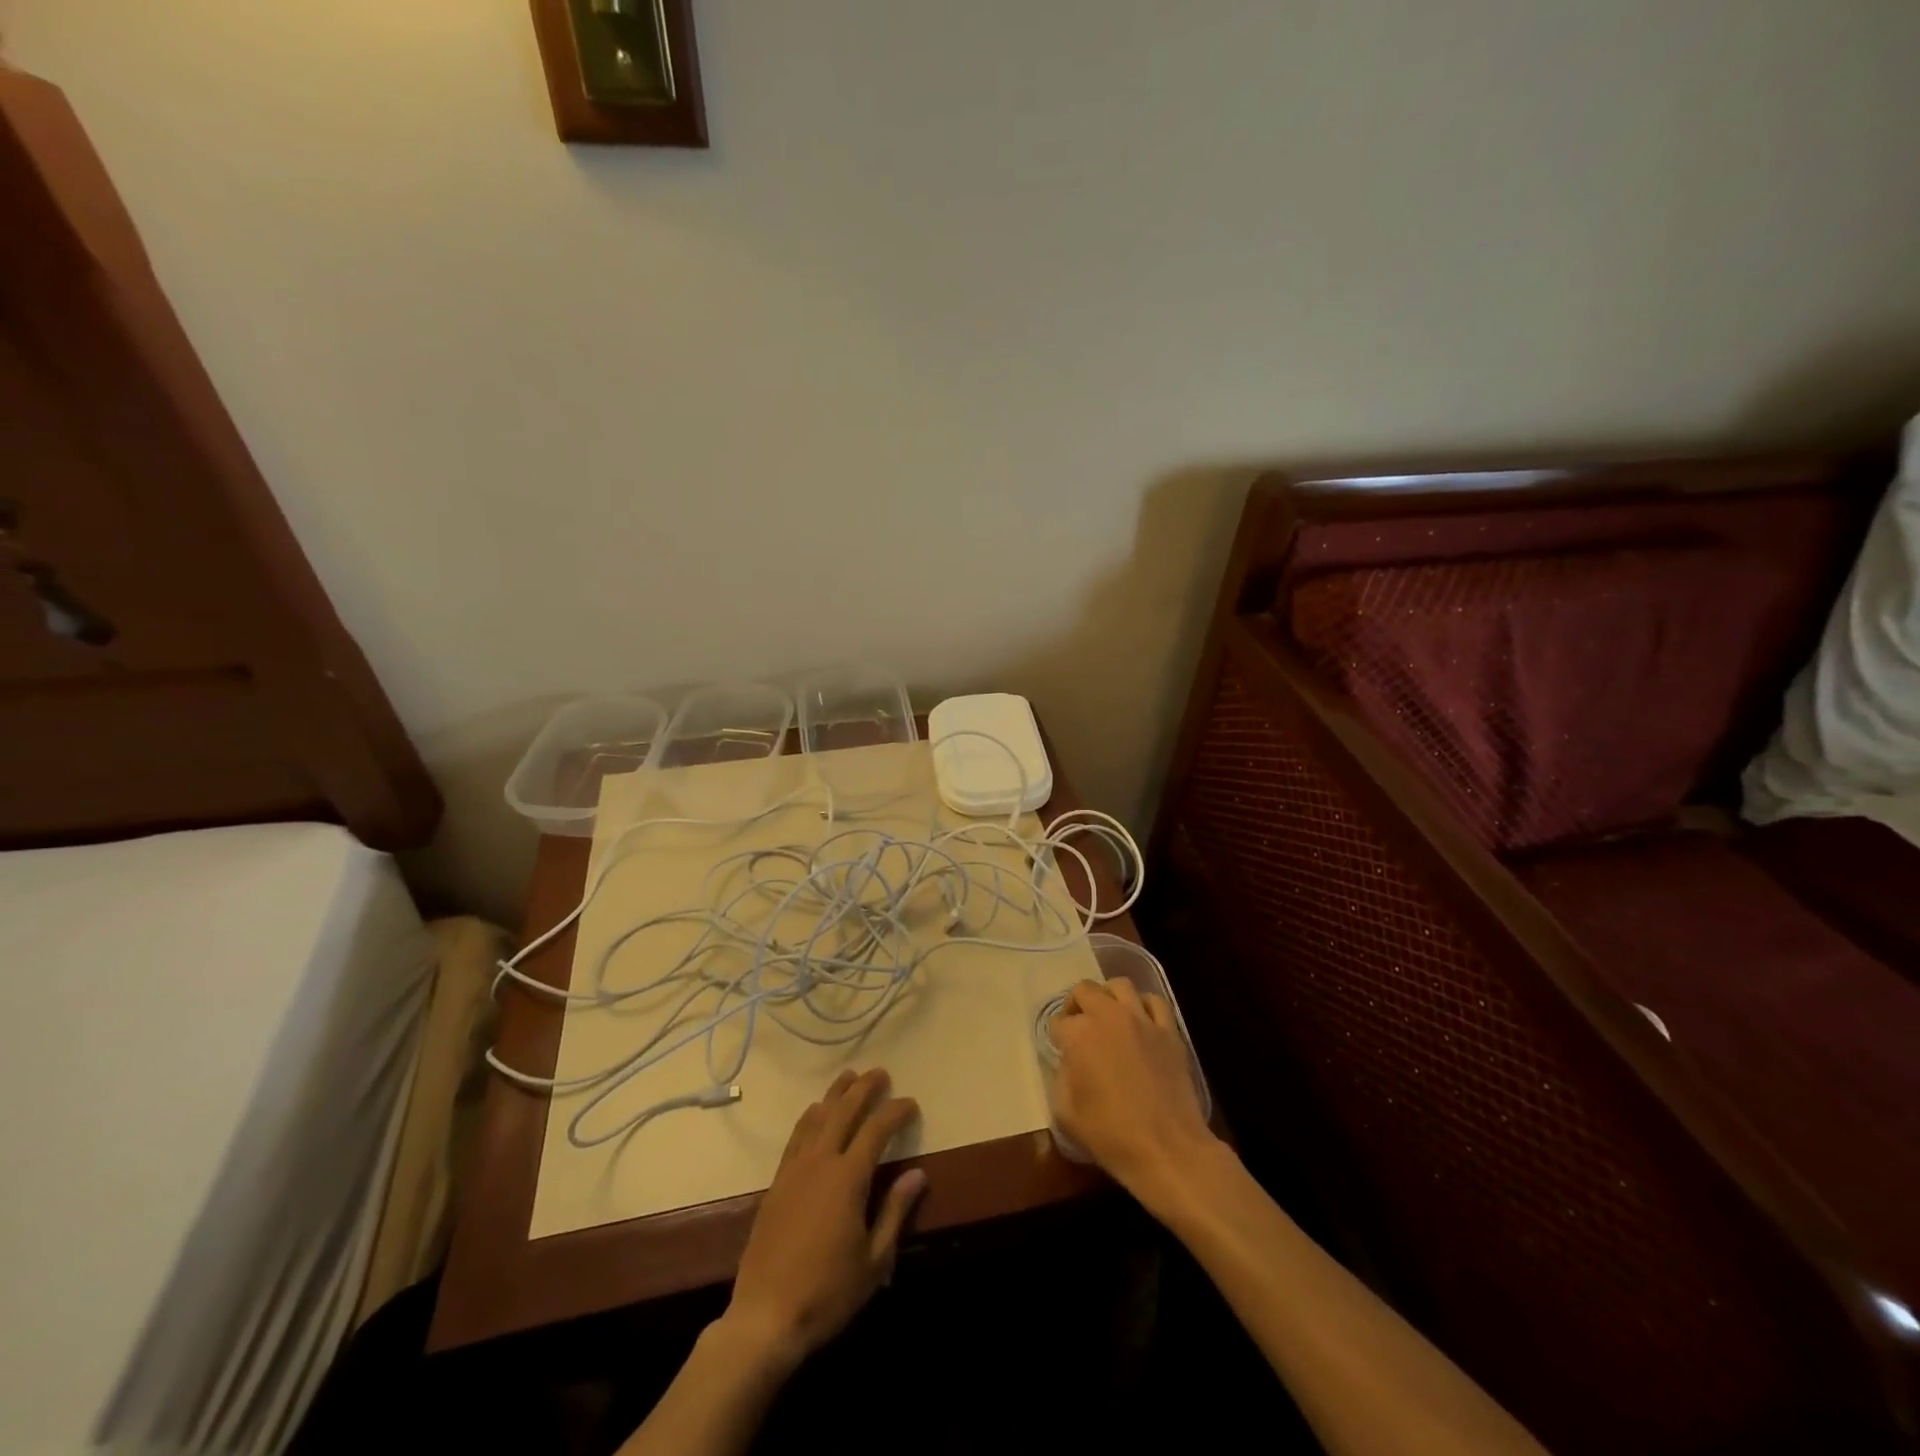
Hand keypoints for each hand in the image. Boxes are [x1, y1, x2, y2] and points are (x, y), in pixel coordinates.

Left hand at [720, 1067, 925, 1372]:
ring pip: (817, 1118)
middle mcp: (820, 1163)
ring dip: (835, 1094)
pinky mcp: (777, 1184)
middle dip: (864, 1088)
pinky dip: (808, 1118)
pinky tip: (814, 1112)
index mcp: (848, 1178)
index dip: (895, 1112)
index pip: (877, 1130)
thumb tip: (918, 1173)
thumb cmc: (828, 1293)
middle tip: (880, 1073)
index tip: (911, 1103)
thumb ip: (895, 1211)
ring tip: (848, 1076)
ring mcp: (795, 1170)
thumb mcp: (874, 1260)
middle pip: (844, 1112)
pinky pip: (796, 1137)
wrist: (765, 1318)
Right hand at [1050, 977, 1221, 1211]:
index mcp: (1079, 1035)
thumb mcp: (1066, 1113)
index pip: (1058, 1022)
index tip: (1061, 1053)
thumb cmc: (1111, 1135)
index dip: (1057, 1037)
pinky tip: (1140, 1022)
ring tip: (1108, 1017)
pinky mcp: (1169, 1031)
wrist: (1167, 1149)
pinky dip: (1143, 1005)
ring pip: (1119, 985)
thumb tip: (1070, 1063)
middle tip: (1078, 1027)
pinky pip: (1154, 1001)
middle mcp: (1108, 1017)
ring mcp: (1142, 1020)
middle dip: (1076, 1005)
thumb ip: (1061, 1078)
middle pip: (1084, 990)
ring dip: (1108, 997)